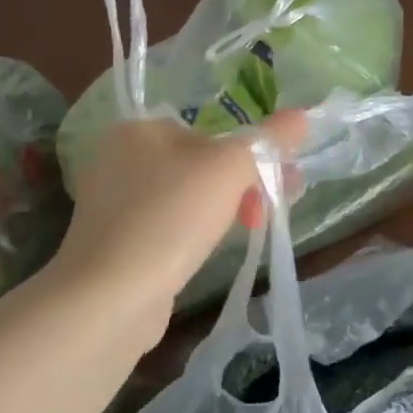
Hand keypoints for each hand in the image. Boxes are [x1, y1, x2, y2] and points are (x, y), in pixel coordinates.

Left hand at [50, 111, 309, 331]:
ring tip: (249, 230)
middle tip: (269, 209)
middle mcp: (118, 159)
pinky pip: (166, 226)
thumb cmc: (170, 217)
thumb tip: (302, 116)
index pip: (207, 131)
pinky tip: (207, 251)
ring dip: (221, 209)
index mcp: (138, 130)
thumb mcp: (229, 169)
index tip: (280, 181)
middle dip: (241, 183)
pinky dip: (191, 233)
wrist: (110, 296)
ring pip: (183, 197)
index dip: (249, 154)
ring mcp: (112, 204)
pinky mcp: (115, 242)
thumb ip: (267, 140)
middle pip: (197, 163)